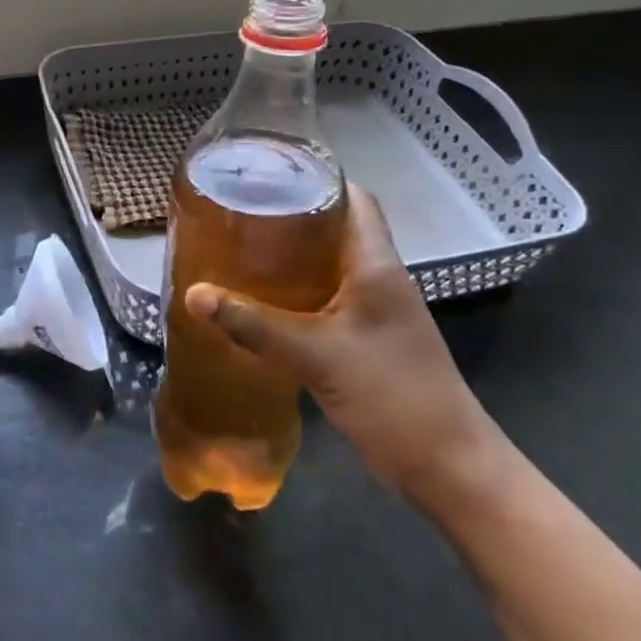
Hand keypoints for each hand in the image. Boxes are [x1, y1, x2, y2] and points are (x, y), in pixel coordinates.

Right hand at [182, 183, 507, 505]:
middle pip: (336, 227)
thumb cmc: (392, 396)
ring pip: (330, 264)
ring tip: (241, 246)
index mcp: (376, 265)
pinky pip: (327, 297)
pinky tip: (261, 299)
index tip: (266, 173)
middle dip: (291, 214)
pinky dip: (296, 291)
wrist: (448, 466)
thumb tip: (193, 294)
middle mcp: (379, 277)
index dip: (315, 177)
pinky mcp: (366, 337)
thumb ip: (254, 324)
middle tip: (239, 209)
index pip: (354, 198)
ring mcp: (375, 309)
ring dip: (292, 254)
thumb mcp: (316, 356)